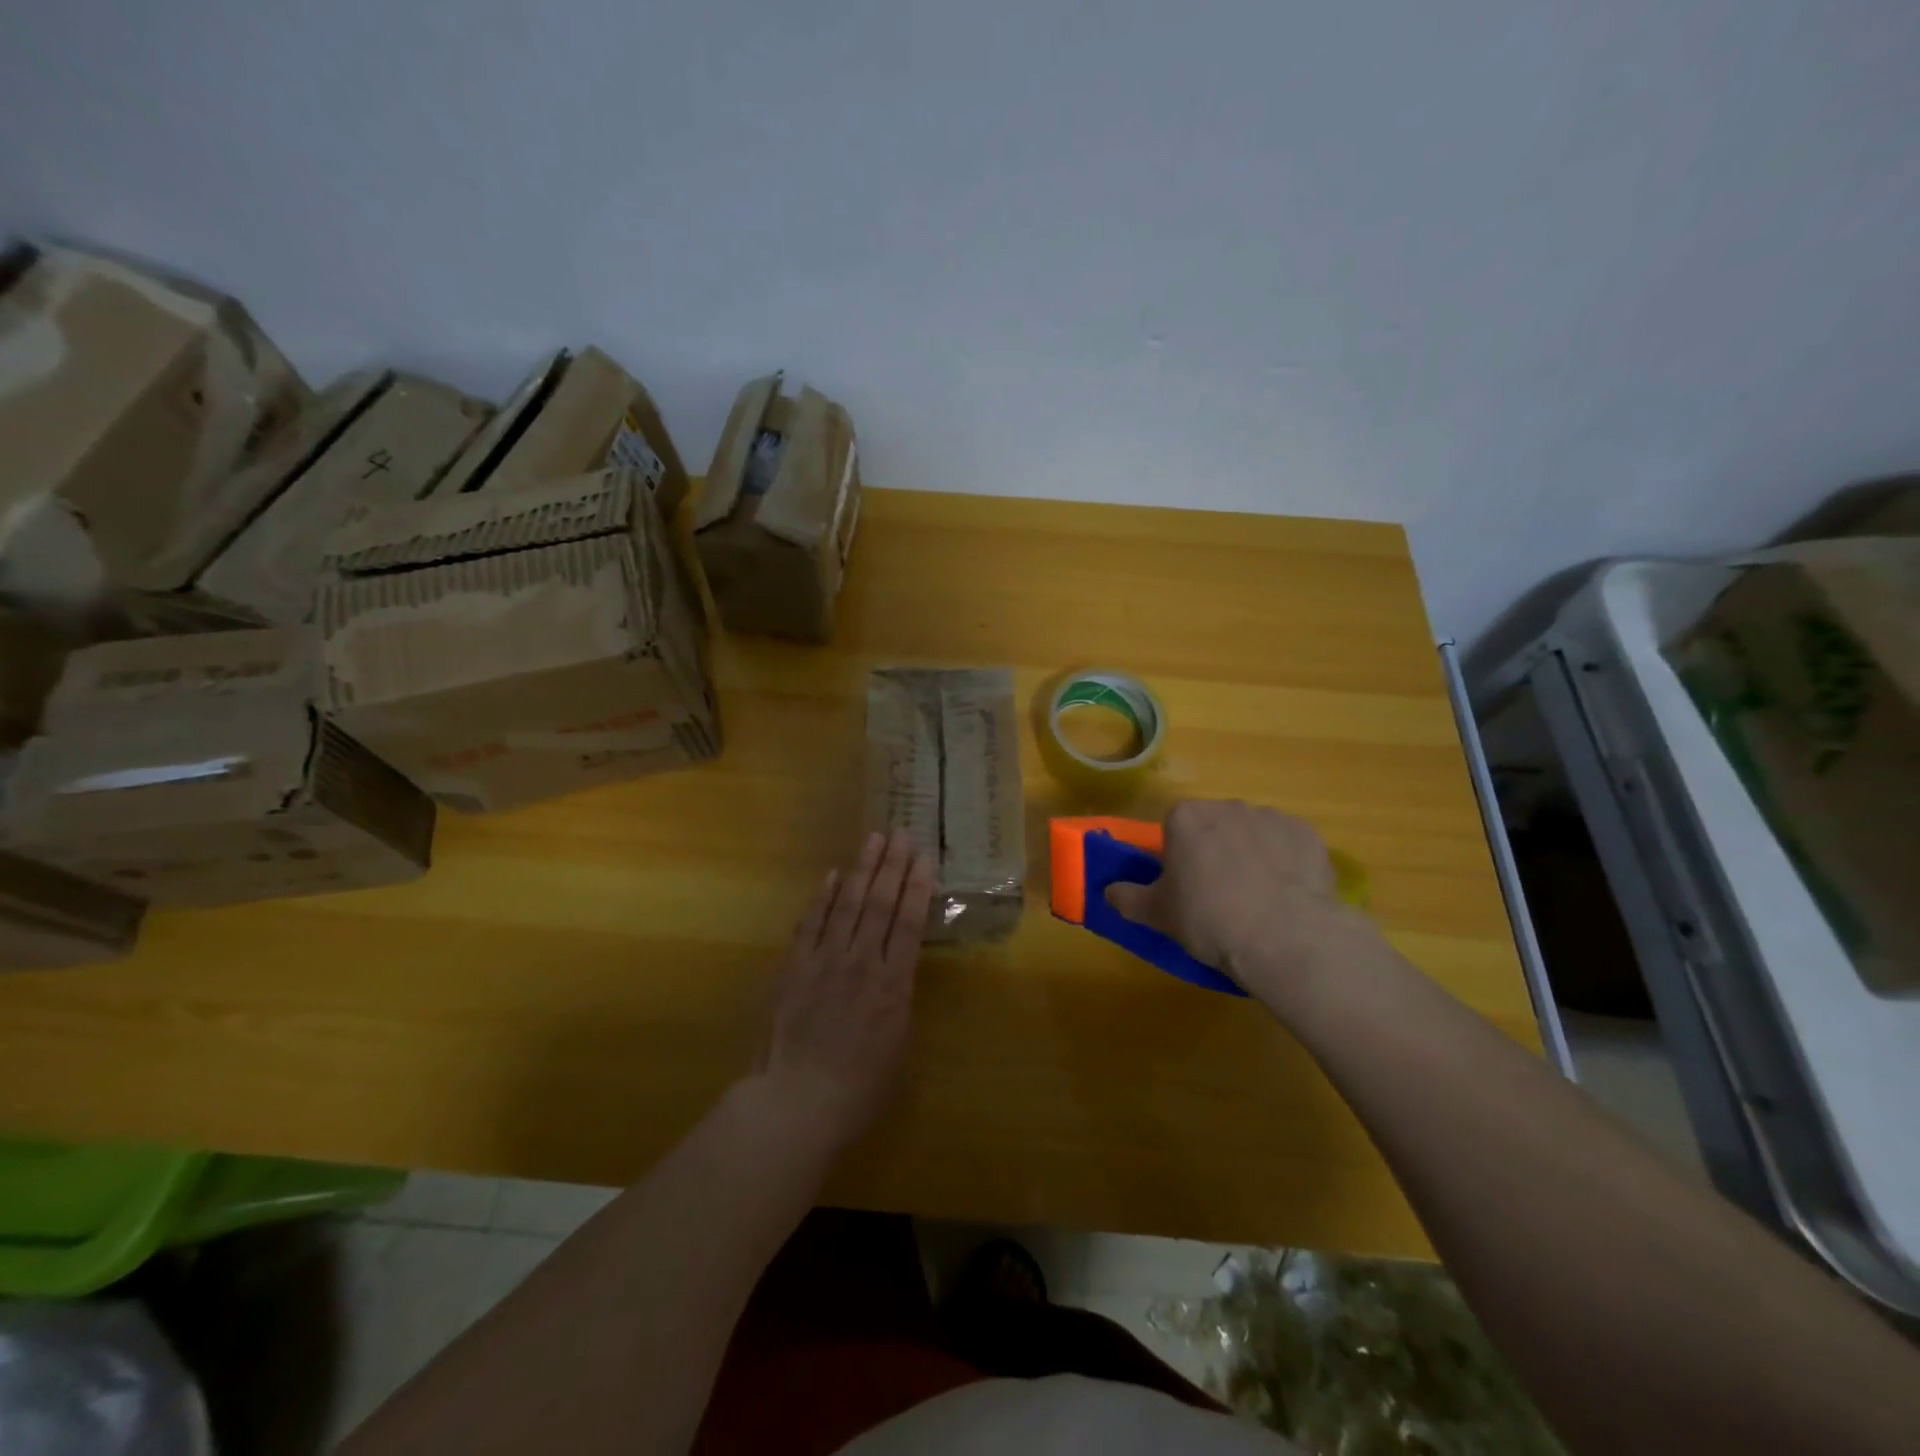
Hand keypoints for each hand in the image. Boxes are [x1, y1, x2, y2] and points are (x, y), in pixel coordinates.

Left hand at [751, 830, 936, 1151]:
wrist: (795, 1103)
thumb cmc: (857, 1089)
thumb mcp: (897, 1049)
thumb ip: (898, 1005)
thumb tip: (896, 978)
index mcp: (893, 984)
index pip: (909, 922)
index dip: (917, 886)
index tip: (925, 857)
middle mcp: (862, 962)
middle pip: (879, 903)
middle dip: (893, 865)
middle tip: (901, 833)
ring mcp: (824, 960)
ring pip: (846, 903)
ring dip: (862, 869)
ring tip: (873, 839)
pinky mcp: (793, 967)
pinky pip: (810, 923)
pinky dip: (822, 897)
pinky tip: (831, 875)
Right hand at [1105, 800, 1374, 1010]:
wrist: (1285, 937)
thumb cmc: (1209, 919)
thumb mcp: (1158, 915)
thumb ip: (1129, 898)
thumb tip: (1107, 891)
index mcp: (1186, 817)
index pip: (1173, 827)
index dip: (1177, 856)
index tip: (1184, 885)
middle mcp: (1227, 806)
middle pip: (1213, 826)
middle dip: (1214, 851)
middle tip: (1218, 894)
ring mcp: (1271, 817)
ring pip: (1252, 833)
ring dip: (1250, 854)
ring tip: (1257, 899)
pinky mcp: (1307, 834)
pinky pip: (1287, 845)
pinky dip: (1284, 863)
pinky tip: (1286, 895)